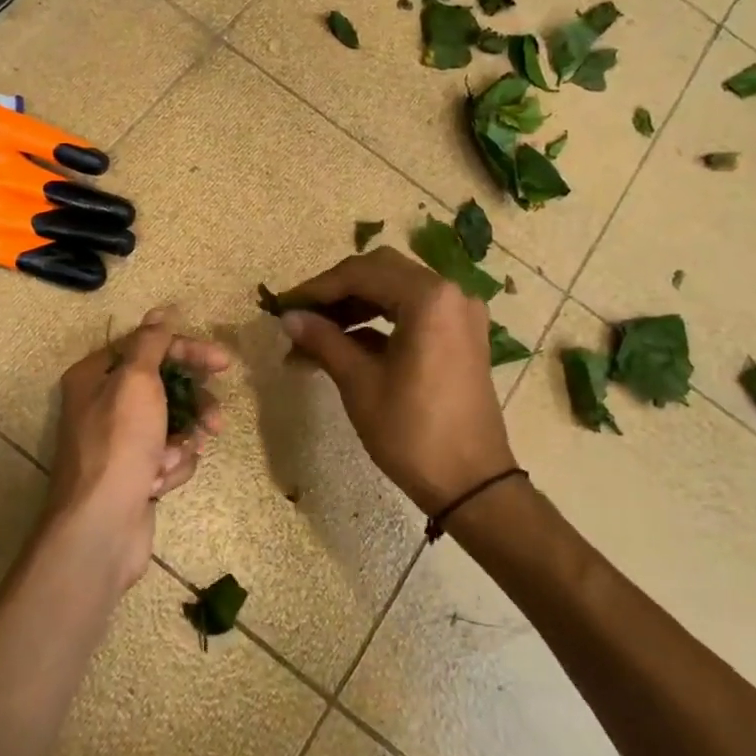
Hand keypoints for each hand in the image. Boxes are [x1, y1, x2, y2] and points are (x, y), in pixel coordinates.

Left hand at [48, 308, 229, 587]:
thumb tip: (161, 311)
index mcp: (95, 377)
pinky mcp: (135, 472)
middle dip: (193, 406)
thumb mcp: (136, 382)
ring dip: (182, 441)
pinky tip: (160, 482)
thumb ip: (151, 342)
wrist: (101, 526)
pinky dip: (172, 466)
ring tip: (174, 459)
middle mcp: (104, 405)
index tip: (223, 363)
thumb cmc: (118, 444)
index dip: (187, 351)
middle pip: (165, 387)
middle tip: (215, 421)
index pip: (148, 347)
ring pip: (173, 424)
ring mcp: (120, 442)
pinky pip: (168, 455)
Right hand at [274, 248, 515, 515]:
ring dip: (355, 306)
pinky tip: (346, 344)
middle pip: (380, 272)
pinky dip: (379, 321)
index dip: (317, 289)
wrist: (472, 483)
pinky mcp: (461, 335)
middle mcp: (450, 293)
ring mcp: (460, 314)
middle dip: (336, 292)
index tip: (284, 307)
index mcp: (428, 298)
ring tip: (315, 335)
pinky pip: (414, 311)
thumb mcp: (360, 383)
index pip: (361, 273)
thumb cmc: (413, 432)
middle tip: (300, 316)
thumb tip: (288, 317)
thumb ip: (323, 340)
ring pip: (396, 290)